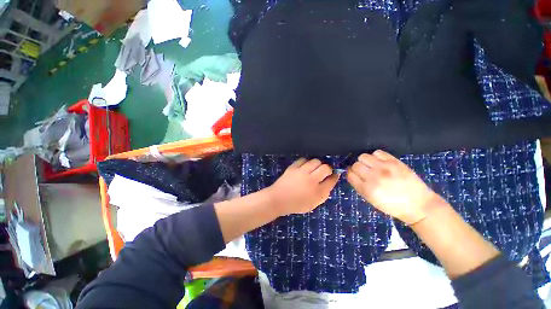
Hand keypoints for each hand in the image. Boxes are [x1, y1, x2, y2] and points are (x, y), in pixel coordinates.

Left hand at [267, 158, 339, 215]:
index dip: (335, 176)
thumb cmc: (296, 204)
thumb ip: (323, 194)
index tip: (334, 175)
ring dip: (317, 164)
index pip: (331, 180)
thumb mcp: (313, 204)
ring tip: (314, 169)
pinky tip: (305, 166)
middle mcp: (311, 180)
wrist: (278, 199)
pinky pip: (303, 159)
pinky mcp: (293, 167)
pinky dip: (306, 162)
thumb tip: (330, 182)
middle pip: (325, 168)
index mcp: (317, 192)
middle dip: (328, 169)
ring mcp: (301, 172)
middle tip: (324, 172)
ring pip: (315, 161)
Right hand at [346, 150, 442, 224]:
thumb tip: (352, 173)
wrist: (418, 205)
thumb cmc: (393, 206)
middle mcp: (374, 177)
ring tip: (372, 166)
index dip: (351, 174)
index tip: (354, 175)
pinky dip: (375, 156)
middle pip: (355, 165)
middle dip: (357, 168)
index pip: (350, 174)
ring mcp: (384, 168)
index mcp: (367, 189)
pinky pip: (377, 152)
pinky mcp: (394, 162)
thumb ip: (359, 186)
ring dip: (365, 161)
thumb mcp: (371, 200)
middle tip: (364, 172)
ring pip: (363, 156)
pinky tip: (380, 162)